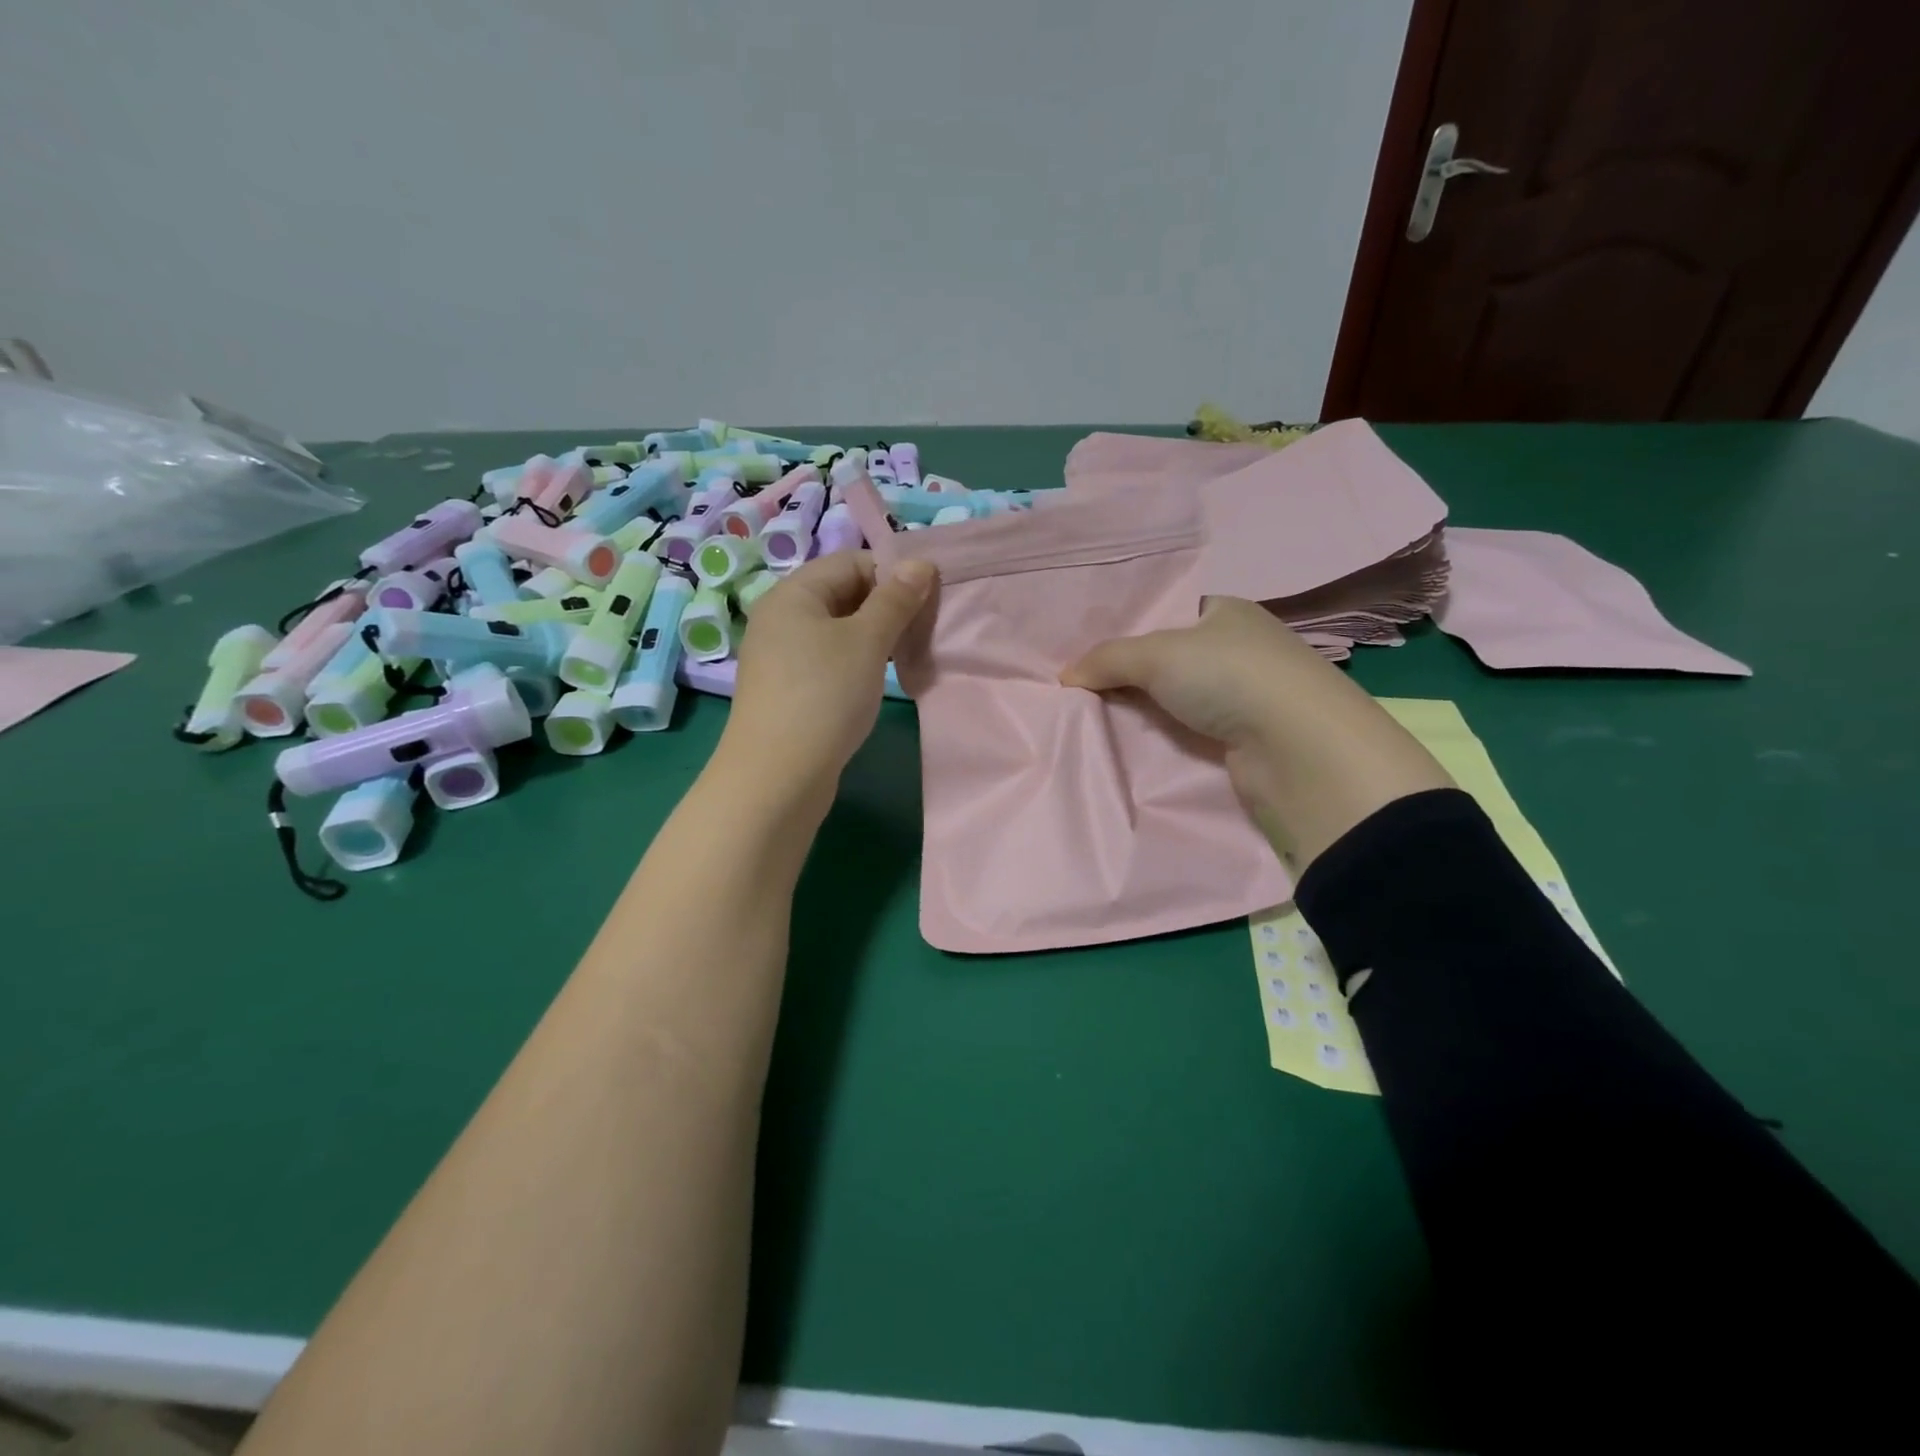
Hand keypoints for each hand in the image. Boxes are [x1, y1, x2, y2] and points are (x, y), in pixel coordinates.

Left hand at [722, 551, 934, 797]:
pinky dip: (858, 663)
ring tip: (909, 656)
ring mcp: (782, 656)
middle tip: (924, 631)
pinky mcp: (789, 689)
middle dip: (888, 607)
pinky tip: (880, 681)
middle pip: (845, 594)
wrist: (778, 776)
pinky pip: (830, 660)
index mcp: (793, 593)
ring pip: (839, 631)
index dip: (893, 573)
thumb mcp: (868, 640)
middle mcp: (782, 617)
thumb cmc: (825, 695)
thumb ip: (896, 599)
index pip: (851, 562)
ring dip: (876, 638)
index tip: (929, 599)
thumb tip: (921, 563)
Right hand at [1060, 597, 1452, 868]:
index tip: (1087, 654)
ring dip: (1144, 710)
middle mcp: (1239, 648)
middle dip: (1128, 675)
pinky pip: (1189, 732)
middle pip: (1168, 660)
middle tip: (1080, 689)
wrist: (1297, 749)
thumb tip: (1065, 676)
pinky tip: (1129, 744)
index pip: (1167, 615)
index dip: (1127, 631)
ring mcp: (1245, 696)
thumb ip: (1107, 658)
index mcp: (1226, 612)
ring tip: (1092, 719)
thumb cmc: (1230, 677)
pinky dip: (1164, 737)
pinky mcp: (1244, 739)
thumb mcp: (1157, 653)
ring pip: (1177, 699)